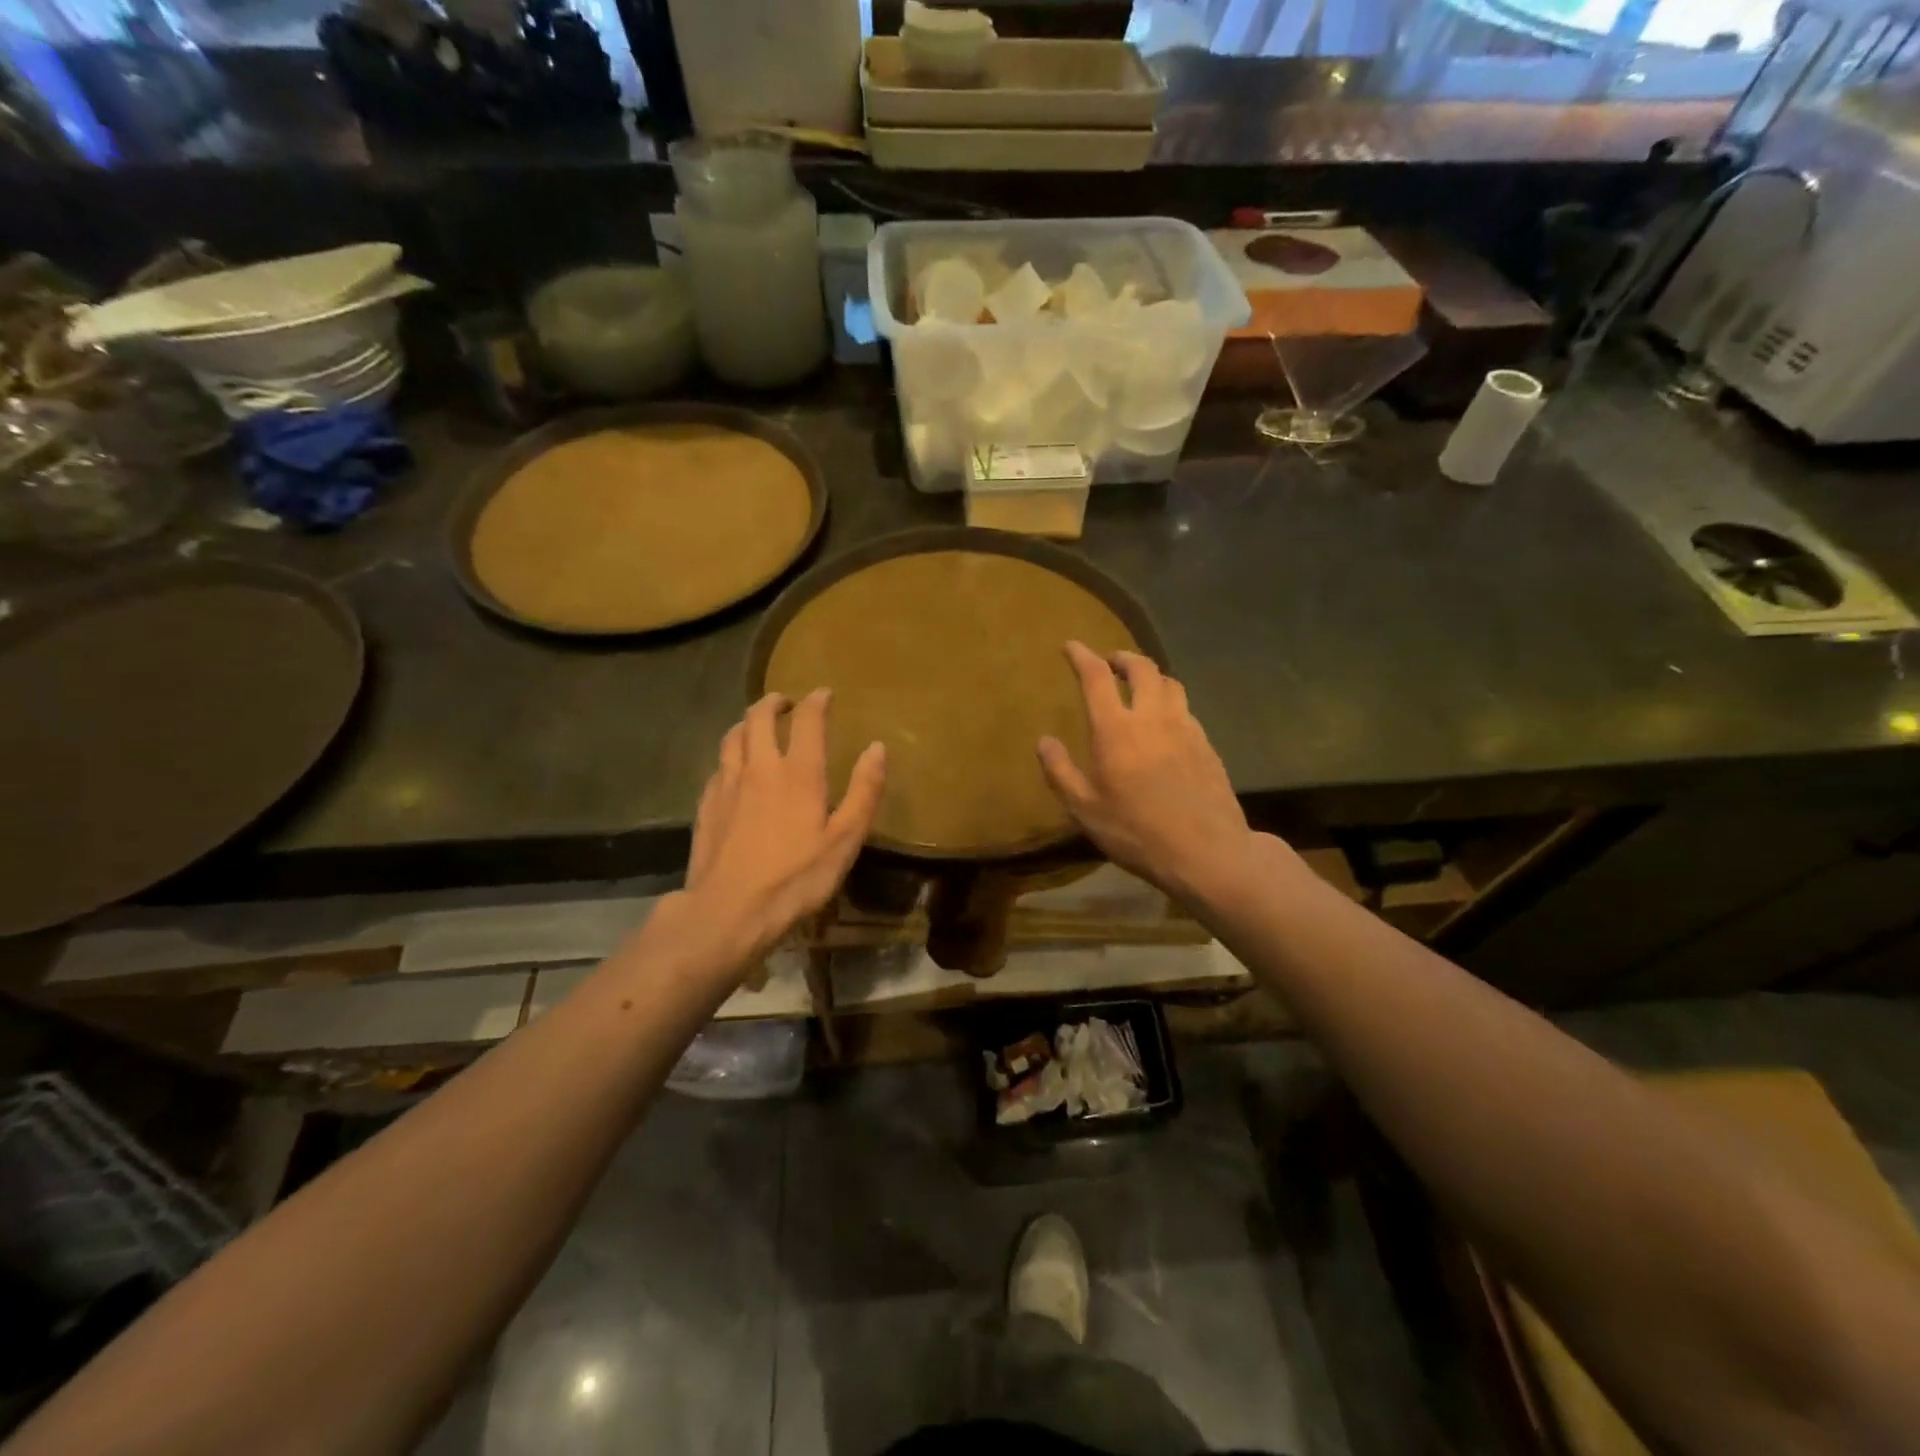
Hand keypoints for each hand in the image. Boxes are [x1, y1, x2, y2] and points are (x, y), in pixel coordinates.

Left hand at [684, 690, 885, 965]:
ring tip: (758, 725)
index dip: (817, 701)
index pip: (807, 719)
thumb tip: (877, 748)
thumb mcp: (844, 840)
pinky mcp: (706, 804)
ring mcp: (727, 783)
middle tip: (787, 703)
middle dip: (774, 702)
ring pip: (733, 736)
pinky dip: (731, 754)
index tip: (824, 694)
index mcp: (798, 772)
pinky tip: (735, 768)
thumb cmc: (795, 878)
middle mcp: (759, 766)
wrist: (728, 910)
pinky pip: (718, 764)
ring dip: (747, 722)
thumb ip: (863, 791)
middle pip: (759, 717)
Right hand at [1038, 642, 1256, 910]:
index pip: (1097, 677)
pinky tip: (1165, 722)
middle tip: (1110, 662)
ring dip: (1151, 676)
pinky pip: (1186, 709)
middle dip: (1122, 658)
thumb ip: (1060, 771)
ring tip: (1139, 686)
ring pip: (1170, 683)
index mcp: (1116, 730)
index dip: (1082, 656)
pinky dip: (1170, 702)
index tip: (1071, 646)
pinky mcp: (1207, 744)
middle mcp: (1152, 717)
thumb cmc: (1136, 832)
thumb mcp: (1084, 809)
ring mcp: (1185, 728)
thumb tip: (1044, 741)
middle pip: (1142, 668)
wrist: (1206, 852)